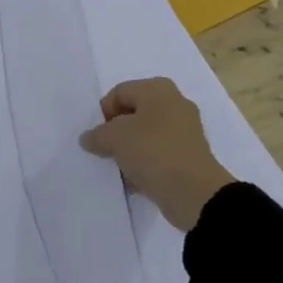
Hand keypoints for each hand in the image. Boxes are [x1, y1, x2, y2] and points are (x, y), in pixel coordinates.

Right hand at [79, 77, 233, 230]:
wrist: (194, 193)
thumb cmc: (153, 151)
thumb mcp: (115, 138)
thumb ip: (97, 134)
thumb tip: (89, 138)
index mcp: (158, 89)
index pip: (119, 92)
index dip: (103, 113)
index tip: (97, 136)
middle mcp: (174, 104)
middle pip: (133, 114)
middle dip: (116, 133)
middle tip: (105, 151)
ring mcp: (185, 131)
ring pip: (145, 136)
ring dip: (129, 151)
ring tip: (120, 169)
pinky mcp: (189, 156)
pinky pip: (158, 155)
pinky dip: (145, 165)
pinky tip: (135, 181)